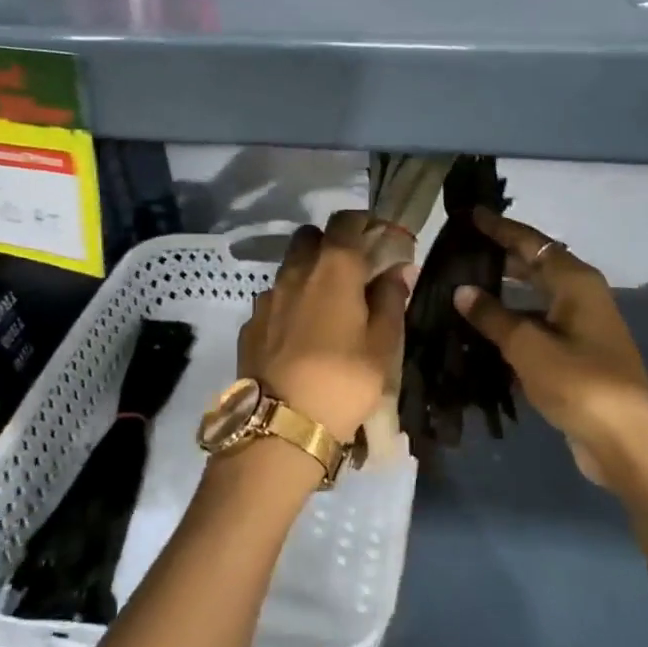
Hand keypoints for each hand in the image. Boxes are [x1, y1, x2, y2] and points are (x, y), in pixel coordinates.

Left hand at [236, 210, 410, 442]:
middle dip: (330, 245)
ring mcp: (267, 297)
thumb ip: (391, 299)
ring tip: (325, 311)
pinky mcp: (250, 325)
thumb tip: (397, 270)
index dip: (363, 224)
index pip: (346, 221)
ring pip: (289, 269)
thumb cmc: (344, 379)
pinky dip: (288, 307)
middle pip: (310, 237)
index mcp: (334, 267)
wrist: (282, 424)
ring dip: (307, 276)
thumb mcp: (383, 344)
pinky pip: (273, 301)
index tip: (377, 240)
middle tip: (351, 274)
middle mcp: (295, 271)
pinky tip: (299, 337)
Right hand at [453, 210, 647, 486]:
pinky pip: (537, 327)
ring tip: (463, 288)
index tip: (470, 215)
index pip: (531, 243)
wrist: (625, 440)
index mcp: (575, 281)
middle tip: (460, 251)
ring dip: (503, 294)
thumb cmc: (579, 382)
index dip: (499, 228)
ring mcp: (580, 327)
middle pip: (535, 266)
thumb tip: (463, 290)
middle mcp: (580, 296)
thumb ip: (493, 316)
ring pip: (534, 299)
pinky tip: (482, 331)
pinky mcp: (576, 355)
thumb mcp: (529, 346)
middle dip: (500, 257)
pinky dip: (512, 324)